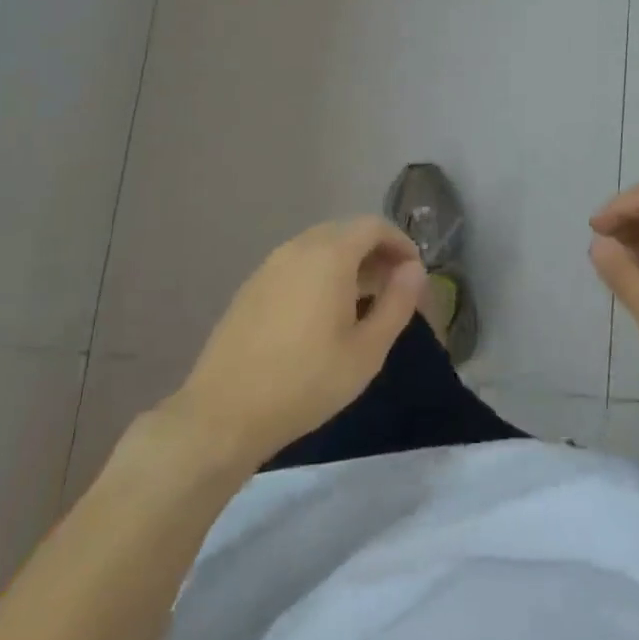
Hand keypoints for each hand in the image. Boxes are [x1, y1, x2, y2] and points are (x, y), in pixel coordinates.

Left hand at [162, 218, 425, 473]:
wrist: (224, 414)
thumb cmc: (306, 382)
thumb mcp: (367, 350)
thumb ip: (397, 303)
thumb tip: (414, 270)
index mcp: (329, 256)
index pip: (374, 225)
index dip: (401, 243)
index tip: (414, 274)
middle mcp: (298, 248)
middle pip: (347, 231)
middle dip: (376, 252)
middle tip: (394, 288)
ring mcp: (270, 265)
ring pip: (320, 247)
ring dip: (349, 262)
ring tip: (364, 302)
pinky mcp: (252, 286)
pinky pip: (297, 264)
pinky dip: (321, 273)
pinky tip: (324, 313)